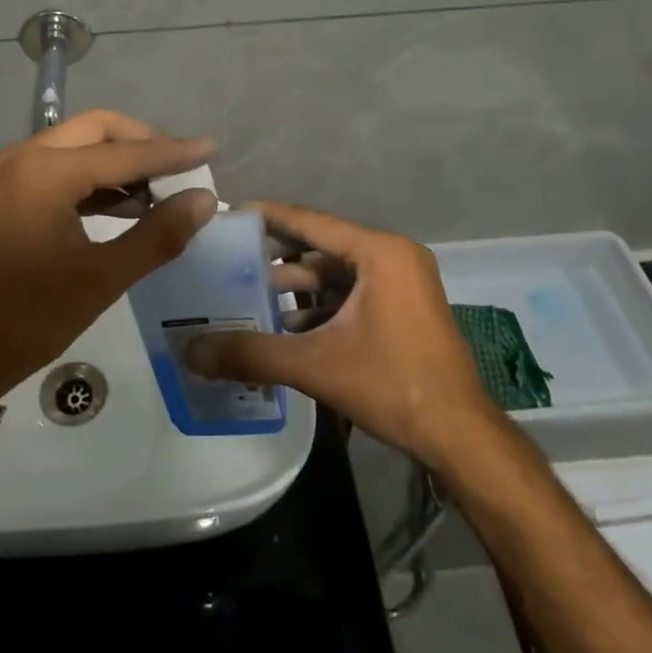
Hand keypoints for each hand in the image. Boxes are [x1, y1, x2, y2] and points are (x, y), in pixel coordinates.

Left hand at [0, 110, 218, 400]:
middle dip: (141, 142)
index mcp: (45, 172)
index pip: (123, 152)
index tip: (211, 147)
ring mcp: (5, 172)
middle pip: (96, 130)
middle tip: (181, 164)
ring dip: (116, 160)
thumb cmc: (25, 318)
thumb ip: (156, 235)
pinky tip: (121, 203)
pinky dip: (90, 178)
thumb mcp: (100, 279)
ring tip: (159, 188)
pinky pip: (55, 167)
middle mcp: (21, 157)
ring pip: (74, 145)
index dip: (172, 151)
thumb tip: (203, 200)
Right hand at [184, 203, 504, 469]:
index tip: (228, 215)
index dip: (267, 216)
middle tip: (230, 261)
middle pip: (321, 247)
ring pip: (336, 274)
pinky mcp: (403, 309)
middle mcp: (393, 257)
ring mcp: (402, 284)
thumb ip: (251, 354)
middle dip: (276, 257)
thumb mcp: (316, 366)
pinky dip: (319, 307)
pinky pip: (351, 294)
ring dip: (296, 287)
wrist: (460, 437)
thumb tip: (190, 351)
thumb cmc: (393, 385)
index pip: (310, 221)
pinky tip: (285, 327)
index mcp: (379, 253)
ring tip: (249, 297)